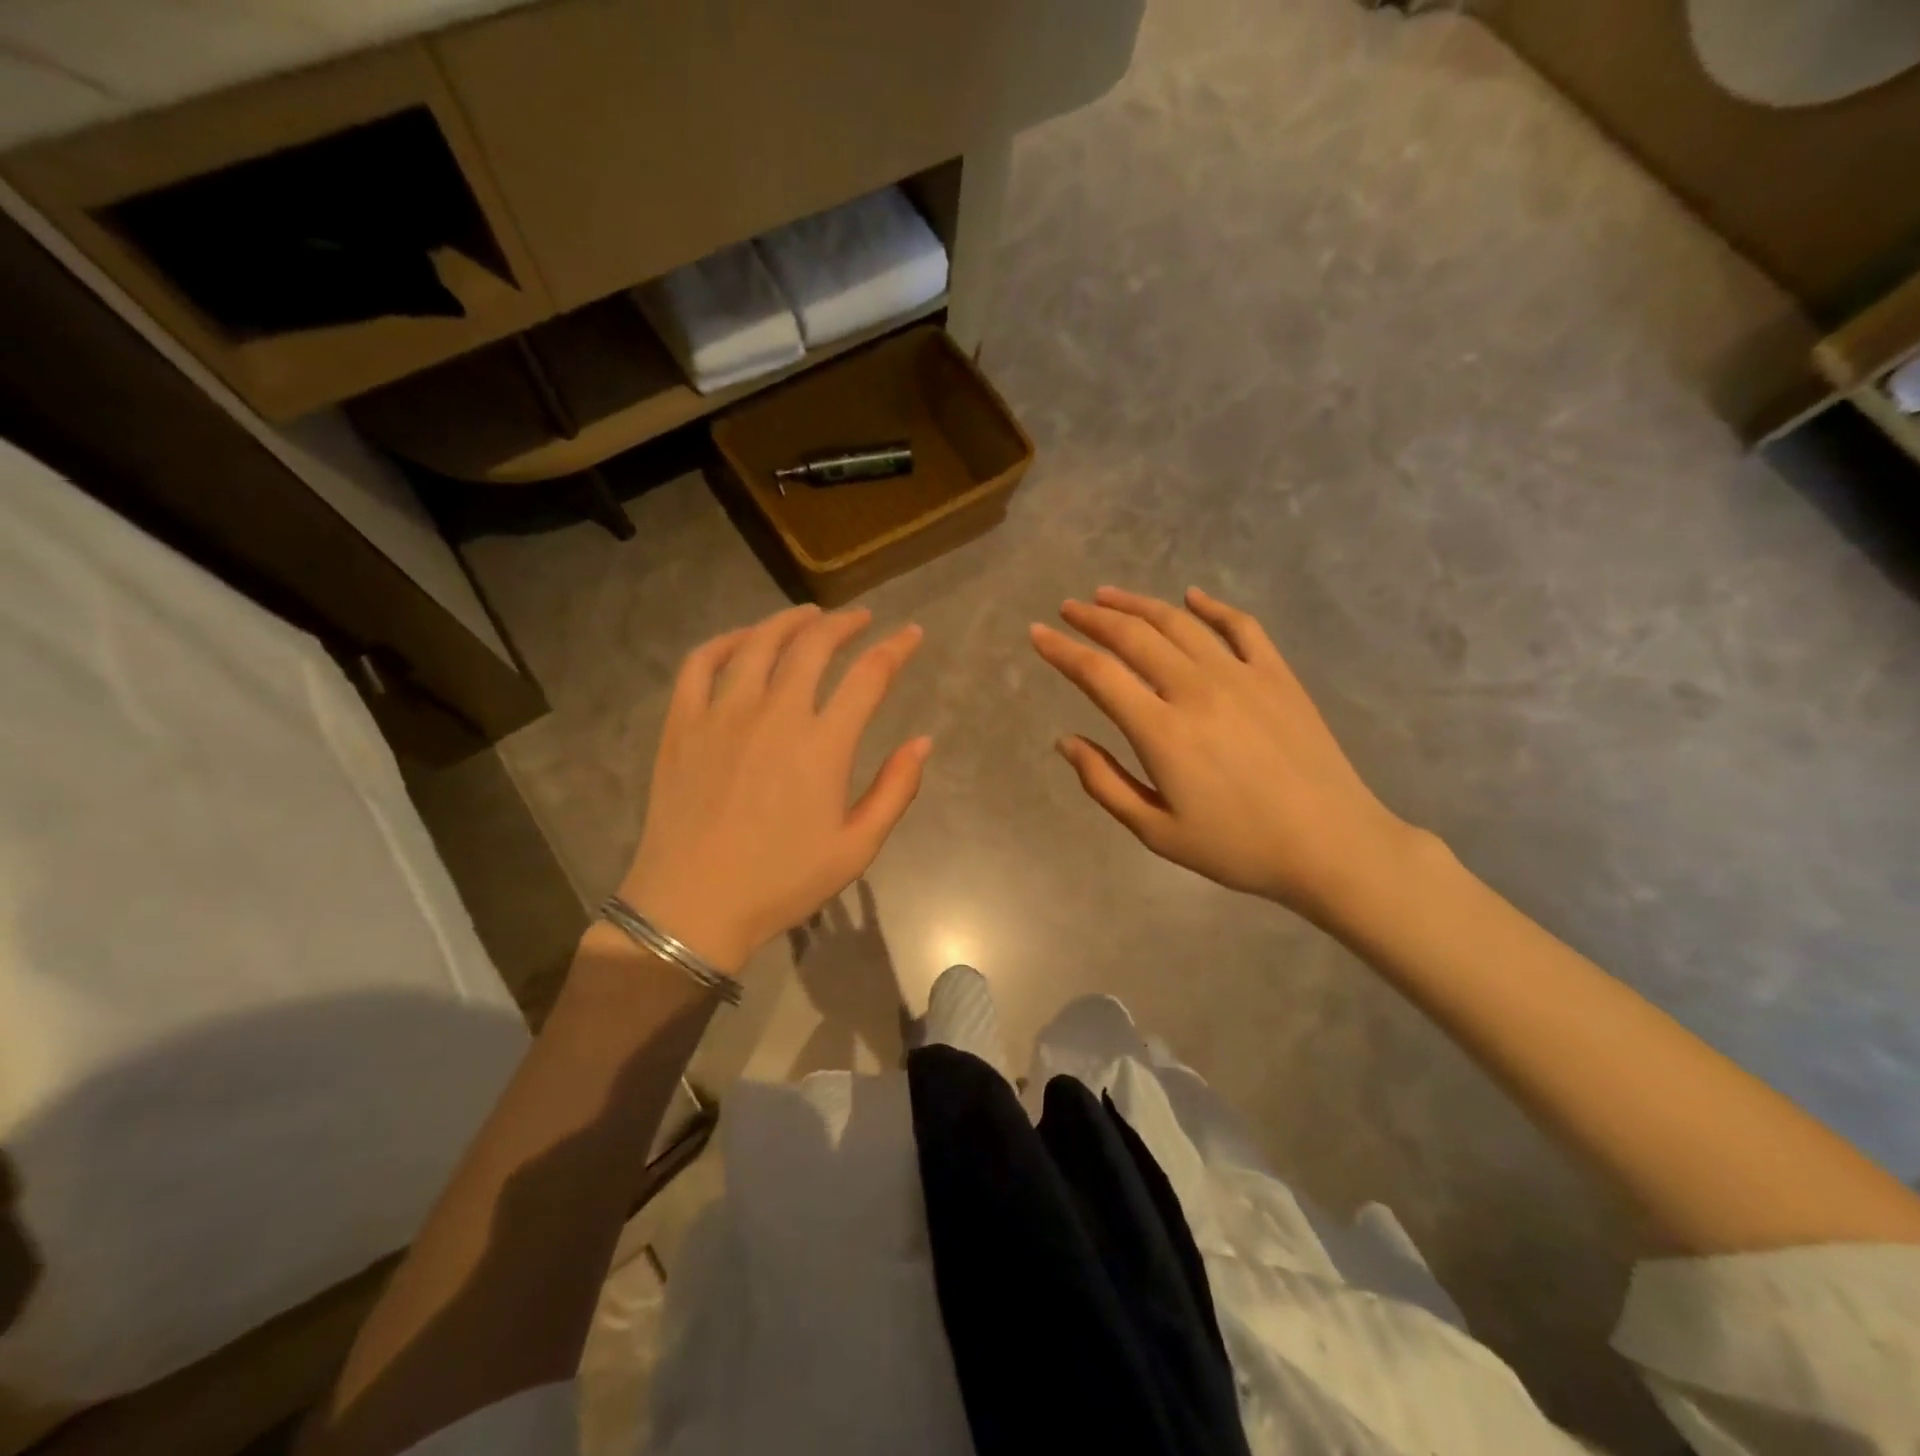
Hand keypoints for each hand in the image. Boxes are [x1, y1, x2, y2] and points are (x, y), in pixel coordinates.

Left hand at [617, 604, 929, 971]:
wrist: (693, 906)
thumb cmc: (782, 882)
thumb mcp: (856, 848)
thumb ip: (895, 790)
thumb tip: (923, 742)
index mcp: (823, 745)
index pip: (869, 676)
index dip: (896, 649)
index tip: (911, 635)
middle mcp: (775, 714)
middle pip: (814, 645)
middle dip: (846, 624)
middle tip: (861, 619)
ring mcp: (722, 713)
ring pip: (759, 643)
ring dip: (790, 621)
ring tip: (809, 615)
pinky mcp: (682, 723)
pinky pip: (701, 663)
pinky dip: (726, 640)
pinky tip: (743, 640)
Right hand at [1031, 586, 1417, 921]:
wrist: (1331, 846)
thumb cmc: (1237, 847)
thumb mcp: (1157, 831)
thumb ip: (1105, 783)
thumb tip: (1065, 741)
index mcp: (1162, 730)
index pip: (1099, 674)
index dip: (1062, 650)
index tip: (1037, 634)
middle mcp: (1196, 689)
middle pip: (1134, 637)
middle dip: (1094, 618)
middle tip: (1068, 608)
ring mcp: (1241, 675)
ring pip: (1179, 623)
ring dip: (1139, 604)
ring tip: (1110, 595)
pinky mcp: (1277, 675)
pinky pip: (1241, 626)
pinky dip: (1212, 606)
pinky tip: (1192, 596)